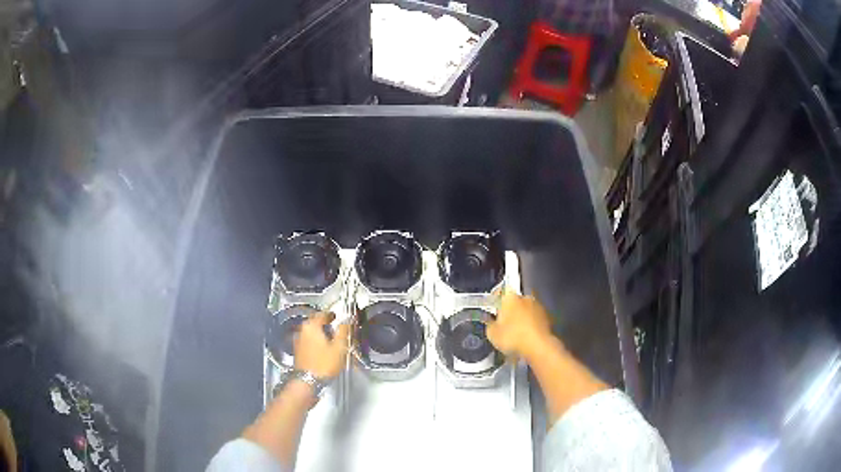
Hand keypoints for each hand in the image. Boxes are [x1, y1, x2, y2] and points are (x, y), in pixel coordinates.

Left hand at [293, 312, 350, 379]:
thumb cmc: (324, 364)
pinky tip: (323, 349)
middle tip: (336, 327)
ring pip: (312, 332)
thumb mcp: (339, 347)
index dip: (332, 315)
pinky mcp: (298, 350)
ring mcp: (298, 340)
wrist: (308, 381)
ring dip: (321, 333)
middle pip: (315, 322)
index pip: (323, 314)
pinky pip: (309, 340)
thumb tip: (347, 321)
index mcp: (311, 326)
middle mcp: (302, 331)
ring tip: (331, 339)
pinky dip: (316, 341)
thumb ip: (344, 331)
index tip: (337, 316)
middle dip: (326, 324)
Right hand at [487, 291, 554, 359]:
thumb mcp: (492, 334)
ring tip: (517, 332)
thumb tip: (491, 322)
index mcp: (510, 298)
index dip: (497, 301)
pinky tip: (528, 337)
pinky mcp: (548, 317)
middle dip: (510, 310)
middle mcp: (525, 298)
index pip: (501, 292)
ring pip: (526, 310)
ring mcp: (539, 306)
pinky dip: (531, 325)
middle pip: (515, 301)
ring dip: (522, 317)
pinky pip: (535, 319)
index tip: (494, 310)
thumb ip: (490, 325)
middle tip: (505, 324)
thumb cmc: (513, 337)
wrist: (539, 347)